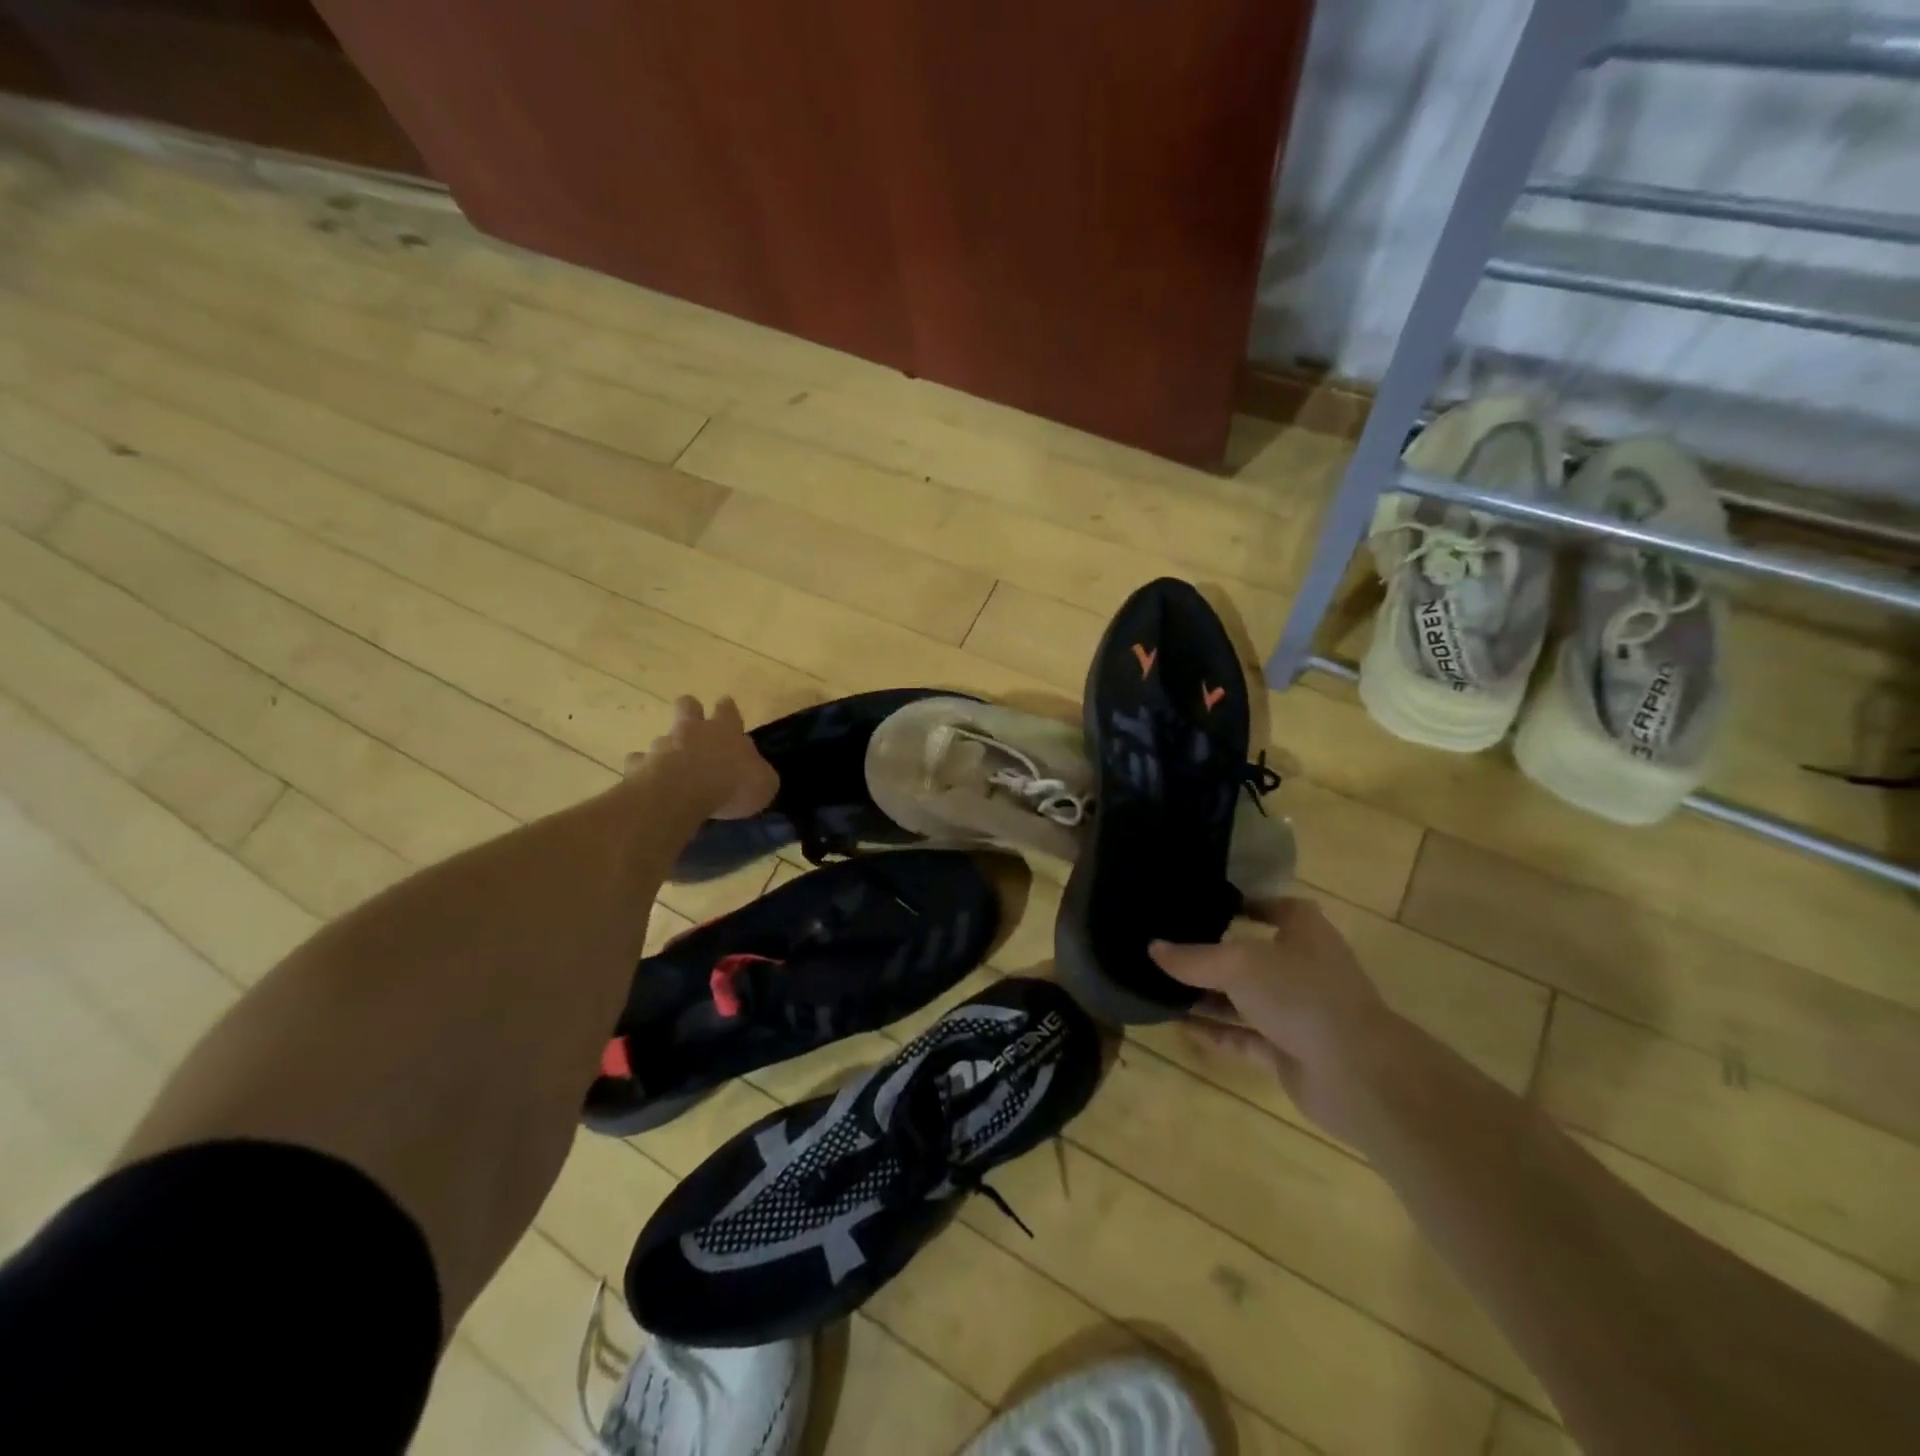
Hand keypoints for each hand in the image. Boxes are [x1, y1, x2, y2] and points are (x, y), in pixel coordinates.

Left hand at [627, 696, 778, 819]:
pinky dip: (643, 770)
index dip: (728, 709)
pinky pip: (639, 763)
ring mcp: (663, 745)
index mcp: (725, 730)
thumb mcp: (763, 783)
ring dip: (667, 748)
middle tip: (693, 723)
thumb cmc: (731, 784)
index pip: (728, 710)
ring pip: (662, 737)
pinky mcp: (640, 765)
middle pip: (688, 706)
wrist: (681, 793)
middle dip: (690, 710)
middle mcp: (692, 730)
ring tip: (671, 768)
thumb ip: (759, 774)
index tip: (726, 706)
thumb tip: (756, 772)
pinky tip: (648, 783)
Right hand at [1150, 898, 1402, 1142]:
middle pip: (1252, 954)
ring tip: (1162, 985)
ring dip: (1208, 995)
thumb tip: (1153, 948)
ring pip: (1244, 998)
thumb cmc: (1301, 995)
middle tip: (1168, 946)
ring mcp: (1297, 1011)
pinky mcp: (1288, 1050)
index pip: (1275, 907)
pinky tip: (1179, 1025)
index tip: (1205, 903)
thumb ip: (1193, 958)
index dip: (1245, 903)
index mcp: (1304, 932)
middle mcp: (1303, 967)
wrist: (1357, 1074)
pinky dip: (1215, 1031)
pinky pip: (1243, 1036)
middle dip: (1214, 952)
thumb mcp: (1239, 964)